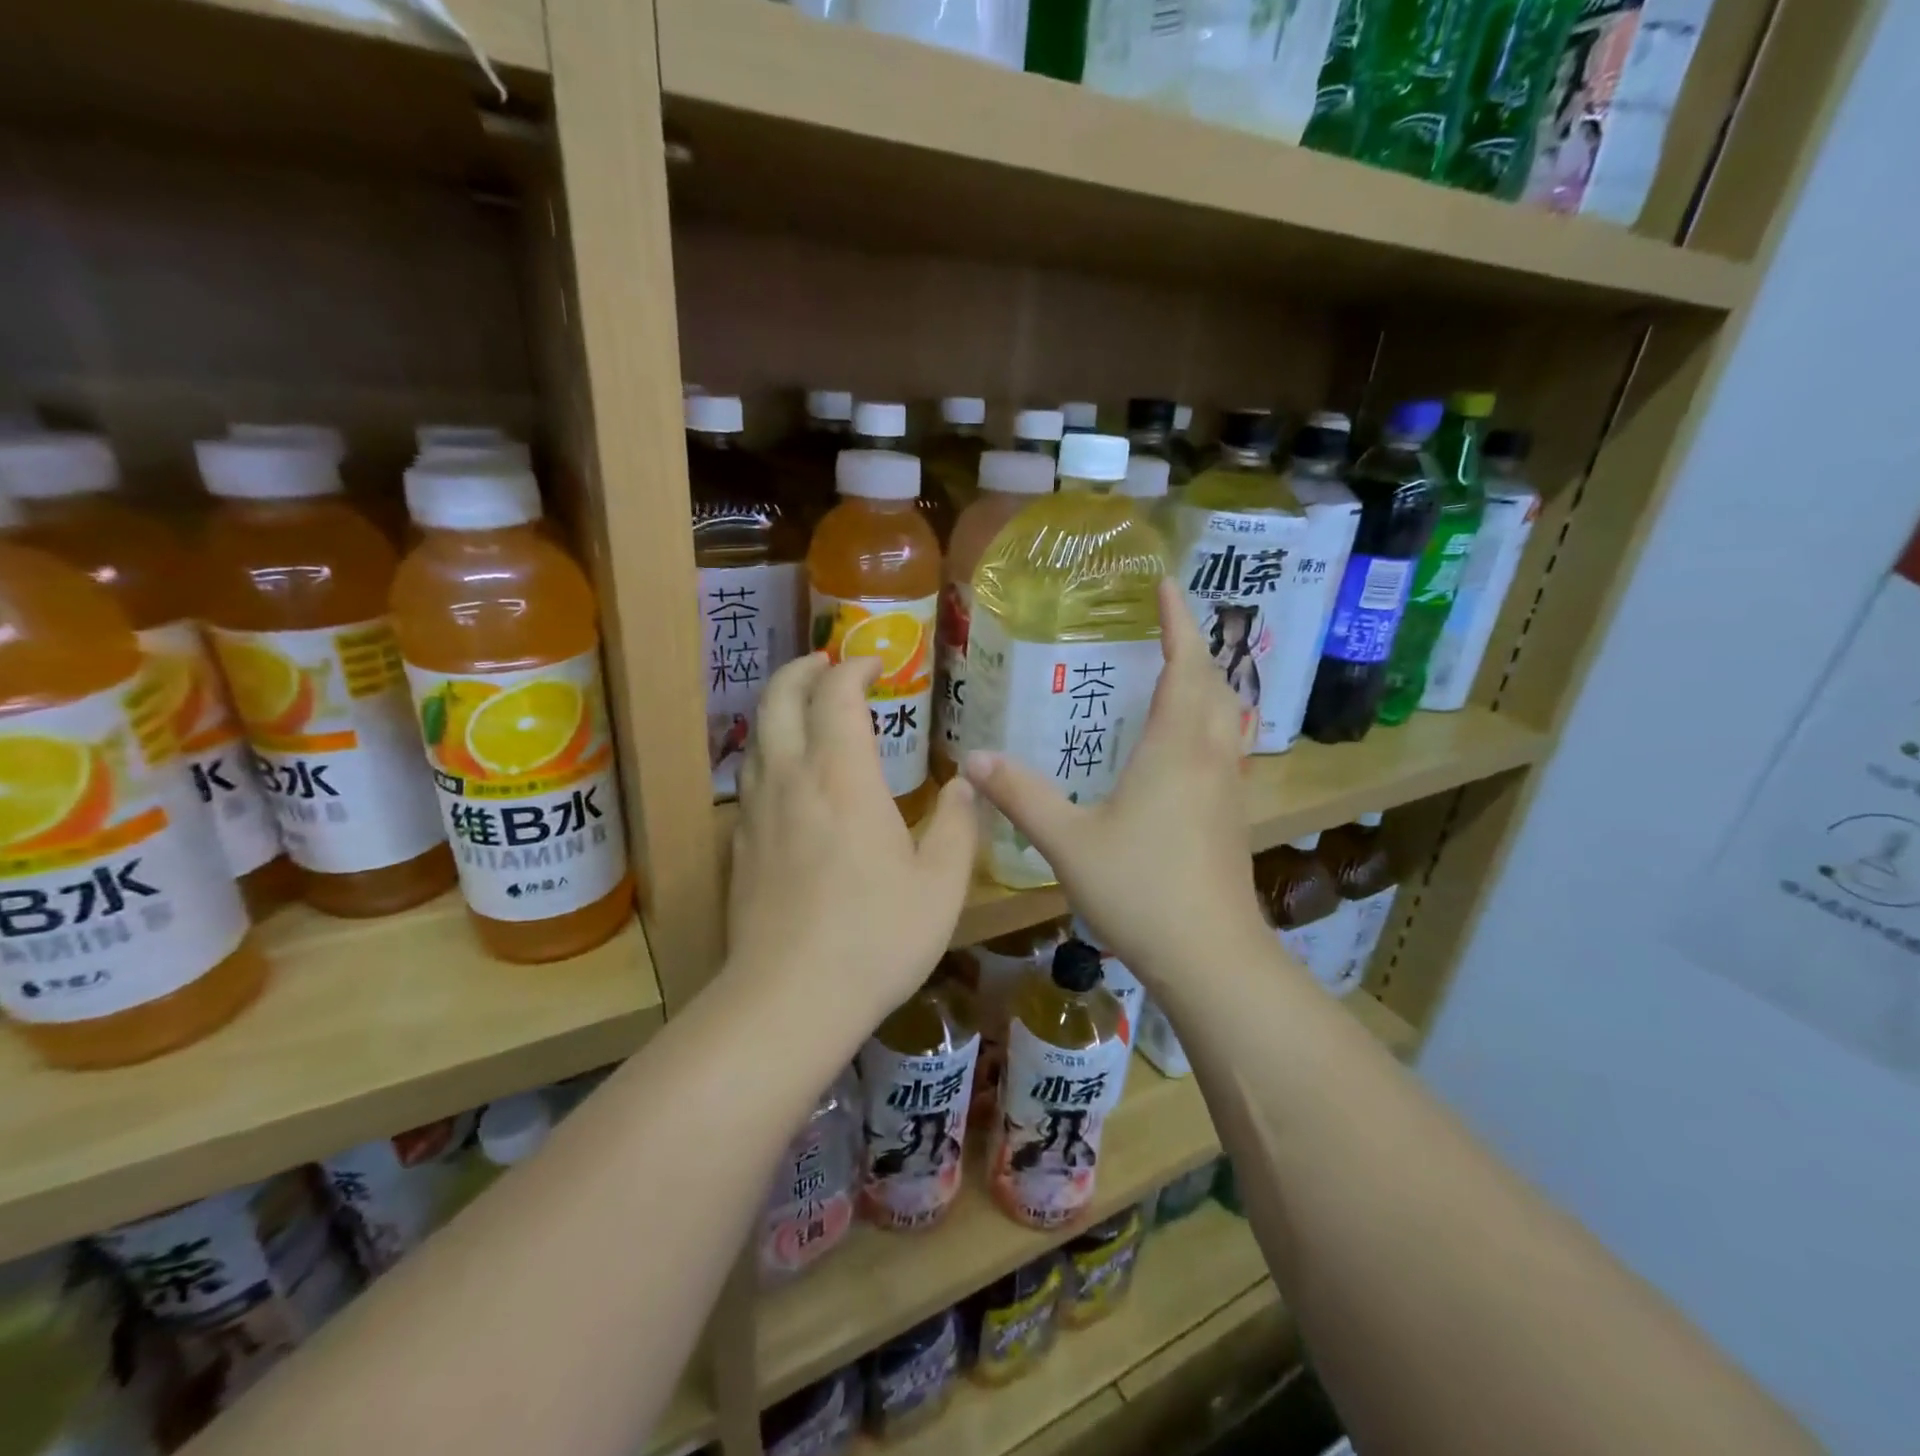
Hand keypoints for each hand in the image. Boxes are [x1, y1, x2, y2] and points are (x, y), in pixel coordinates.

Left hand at [728, 652, 975, 1035]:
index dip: (855, 668)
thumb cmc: (876, 936)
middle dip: (803, 669)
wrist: (789, 999)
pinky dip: (770, 752)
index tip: (876, 664)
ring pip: (757, 735)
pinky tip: (791, 778)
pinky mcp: (740, 845)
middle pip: (779, 697)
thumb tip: (965, 787)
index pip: (837, 695)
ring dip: (781, 707)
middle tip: (829, 664)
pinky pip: (750, 776)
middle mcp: (791, 778)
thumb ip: (956, 826)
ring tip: (808, 709)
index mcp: (842, 776)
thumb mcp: (940, 884)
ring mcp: (756, 811)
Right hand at [963, 579, 1269, 977]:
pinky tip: (1188, 744)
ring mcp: (1228, 788)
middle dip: (1196, 646)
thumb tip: (971, 759)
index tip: (1166, 585)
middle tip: (1170, 625)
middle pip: (1215, 684)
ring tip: (1183, 671)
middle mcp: (1209, 756)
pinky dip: (1212, 722)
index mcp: (1174, 747)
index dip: (1178, 622)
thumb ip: (1020, 796)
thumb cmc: (1140, 890)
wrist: (1211, 956)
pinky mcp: (1232, 816)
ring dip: (1211, 683)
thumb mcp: (1068, 841)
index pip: (1184, 665)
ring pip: (1228, 716)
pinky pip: (1227, 747)